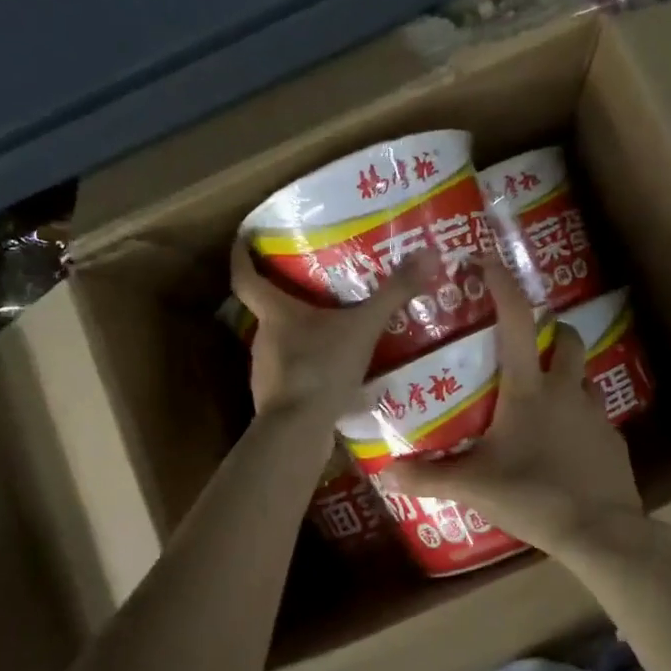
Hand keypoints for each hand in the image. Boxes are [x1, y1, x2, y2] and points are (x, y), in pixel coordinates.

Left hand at [230, 238, 436, 421]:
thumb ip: (394, 294)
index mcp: (275, 313)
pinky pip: (295, 373)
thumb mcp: (363, 328)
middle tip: (317, 283)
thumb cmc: (321, 369)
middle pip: (268, 309)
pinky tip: (338, 372)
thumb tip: (429, 254)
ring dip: (303, 334)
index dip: (242, 254)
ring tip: (336, 327)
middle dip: (288, 295)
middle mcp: (263, 338)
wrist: (298, 432)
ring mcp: (267, 371)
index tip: (245, 237)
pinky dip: (312, 367)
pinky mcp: (279, 399)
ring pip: (283, 342)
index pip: (245, 276)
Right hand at [389, 258, 646, 560]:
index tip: (488, 262)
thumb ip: (429, 477)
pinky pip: (593, 414)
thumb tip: (385, 473)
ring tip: (541, 397)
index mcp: (528, 390)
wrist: (601, 532)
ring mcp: (594, 413)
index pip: (516, 321)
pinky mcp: (612, 439)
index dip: (503, 286)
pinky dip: (576, 416)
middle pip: (565, 338)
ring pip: (582, 375)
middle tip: (526, 342)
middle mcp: (565, 390)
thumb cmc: (533, 496)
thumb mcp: (474, 487)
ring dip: (564, 373)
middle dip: (549, 329)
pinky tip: (562, 443)